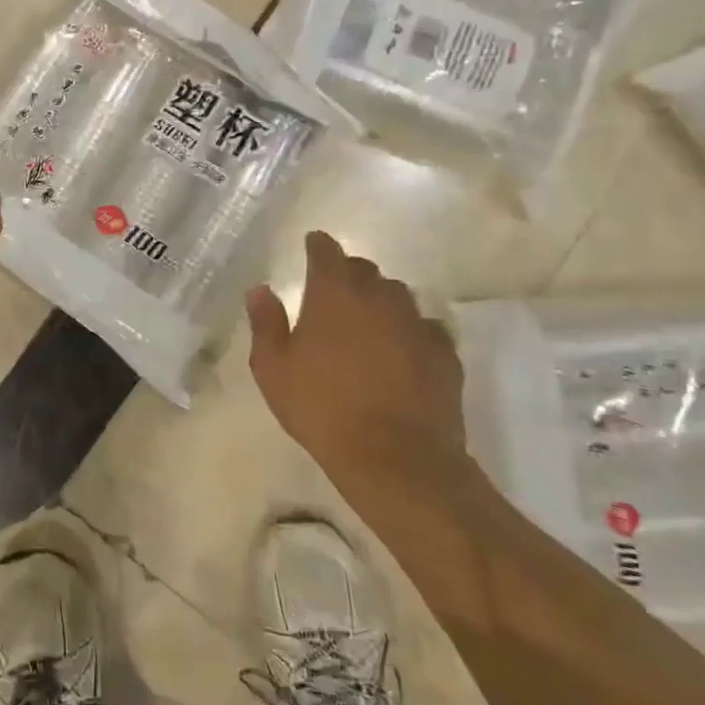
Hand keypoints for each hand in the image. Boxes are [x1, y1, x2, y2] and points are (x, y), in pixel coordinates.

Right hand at [246, 231, 465, 481]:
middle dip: (348, 275)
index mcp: (334, 293)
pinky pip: (425, 328)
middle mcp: (378, 296)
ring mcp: (416, 322)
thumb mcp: (273, 370)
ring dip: (380, 302)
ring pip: (397, 296)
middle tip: (334, 296)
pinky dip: (410, 333)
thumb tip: (260, 290)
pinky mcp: (445, 352)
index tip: (312, 246)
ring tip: (368, 326)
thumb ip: (265, 323)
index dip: (317, 246)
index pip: (326, 251)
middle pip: (364, 269)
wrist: (396, 458)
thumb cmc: (323, 409)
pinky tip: (402, 355)